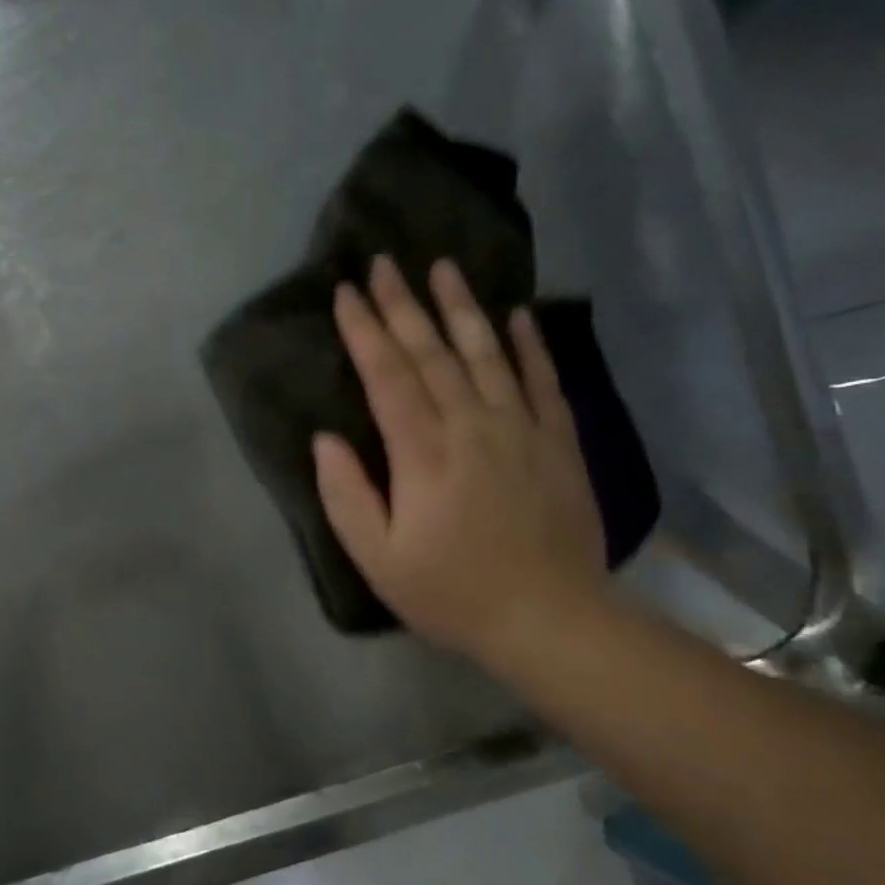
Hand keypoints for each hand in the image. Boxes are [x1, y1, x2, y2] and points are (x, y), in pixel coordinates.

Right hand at [313, 256, 608, 663]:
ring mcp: (521, 430)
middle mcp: (472, 426)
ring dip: (461, 307)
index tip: (346, 292)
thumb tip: (326, 439)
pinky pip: (543, 381)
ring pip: (487, 353)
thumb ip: (346, 495)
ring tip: (442, 267)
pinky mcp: (558, 442)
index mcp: (423, 454)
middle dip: (403, 305)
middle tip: (384, 263)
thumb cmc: (452, 593)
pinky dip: (529, 345)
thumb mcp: (378, 559)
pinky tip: (517, 315)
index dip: (365, 331)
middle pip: (432, 353)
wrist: (552, 621)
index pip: (388, 376)